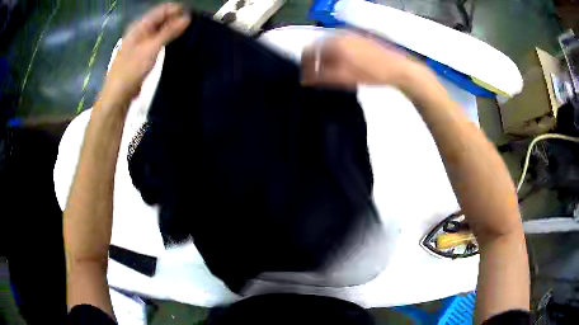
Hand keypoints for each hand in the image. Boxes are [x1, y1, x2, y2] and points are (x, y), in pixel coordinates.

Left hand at [101, 3, 189, 105]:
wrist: (118, 94)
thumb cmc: (132, 69)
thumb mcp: (152, 48)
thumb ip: (169, 31)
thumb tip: (187, 17)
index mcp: (140, 26)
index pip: (162, 9)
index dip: (177, 10)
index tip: (193, 16)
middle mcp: (140, 31)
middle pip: (161, 18)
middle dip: (176, 19)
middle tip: (193, 26)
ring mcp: (141, 42)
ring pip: (160, 30)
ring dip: (173, 30)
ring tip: (188, 33)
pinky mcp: (143, 53)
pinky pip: (158, 40)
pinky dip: (167, 40)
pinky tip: (176, 44)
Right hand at [301, 33, 430, 89]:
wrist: (399, 68)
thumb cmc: (372, 73)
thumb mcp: (345, 78)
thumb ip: (322, 77)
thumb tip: (304, 78)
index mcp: (334, 42)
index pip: (310, 51)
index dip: (306, 65)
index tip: (306, 77)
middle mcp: (340, 34)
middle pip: (320, 47)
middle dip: (317, 62)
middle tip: (319, 77)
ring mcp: (351, 34)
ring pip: (331, 45)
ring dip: (328, 58)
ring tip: (333, 73)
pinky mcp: (360, 37)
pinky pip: (342, 44)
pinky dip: (338, 54)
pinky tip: (345, 65)